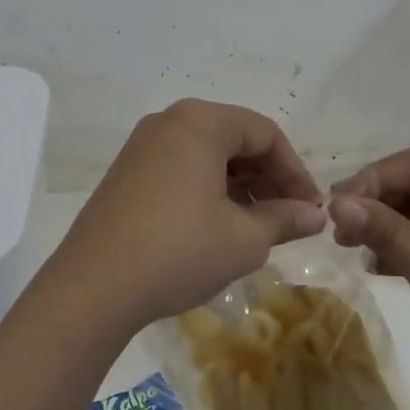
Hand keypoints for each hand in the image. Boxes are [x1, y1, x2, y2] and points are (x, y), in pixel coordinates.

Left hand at [54, 100, 325, 333]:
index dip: (295, 171)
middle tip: (288, 219)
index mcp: (200, 123)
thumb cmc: (180, 251)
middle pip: (234, 140)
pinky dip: (208, 191)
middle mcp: (168, 123)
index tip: (310, 209)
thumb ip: (284, 219)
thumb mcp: (244, 239)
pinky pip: (181, 170)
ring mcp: (142, 148)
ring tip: (258, 228)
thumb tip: (315, 215)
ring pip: (207, 156)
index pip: (265, 133)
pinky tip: (219, 227)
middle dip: (268, 179)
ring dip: (240, 187)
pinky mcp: (126, 175)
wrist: (94, 287)